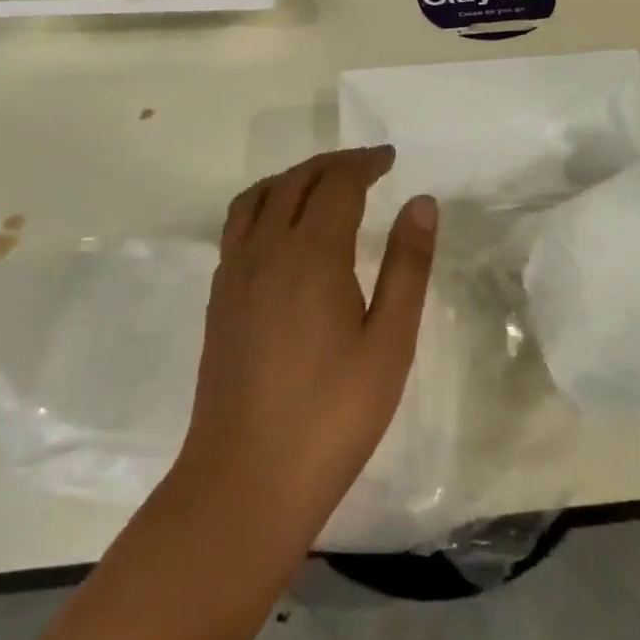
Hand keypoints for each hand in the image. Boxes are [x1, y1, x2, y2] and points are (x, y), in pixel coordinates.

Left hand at [174, 146, 437, 549]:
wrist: (245, 482)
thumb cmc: (332, 415)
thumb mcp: (389, 342)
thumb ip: (408, 266)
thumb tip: (421, 203)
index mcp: (311, 254)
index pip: (337, 183)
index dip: (365, 163)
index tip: (390, 158)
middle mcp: (265, 250)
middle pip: (295, 180)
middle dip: (333, 164)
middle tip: (368, 165)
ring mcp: (234, 274)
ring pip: (258, 197)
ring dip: (293, 177)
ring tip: (323, 184)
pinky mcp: (219, 299)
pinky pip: (239, 225)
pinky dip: (265, 203)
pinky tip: (284, 230)